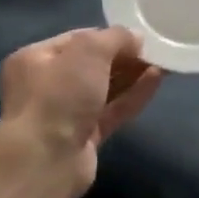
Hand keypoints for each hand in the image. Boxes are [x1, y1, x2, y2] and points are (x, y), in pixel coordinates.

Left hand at [0, 27, 163, 190]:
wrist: (45, 161)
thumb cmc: (59, 95)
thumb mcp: (89, 51)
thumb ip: (115, 37)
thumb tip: (136, 38)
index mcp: (36, 59)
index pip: (78, 40)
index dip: (109, 36)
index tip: (139, 36)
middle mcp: (46, 85)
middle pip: (93, 65)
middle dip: (124, 57)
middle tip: (155, 50)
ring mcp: (65, 114)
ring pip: (105, 89)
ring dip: (133, 75)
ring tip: (163, 62)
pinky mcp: (84, 138)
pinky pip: (113, 110)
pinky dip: (133, 96)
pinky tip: (156, 81)